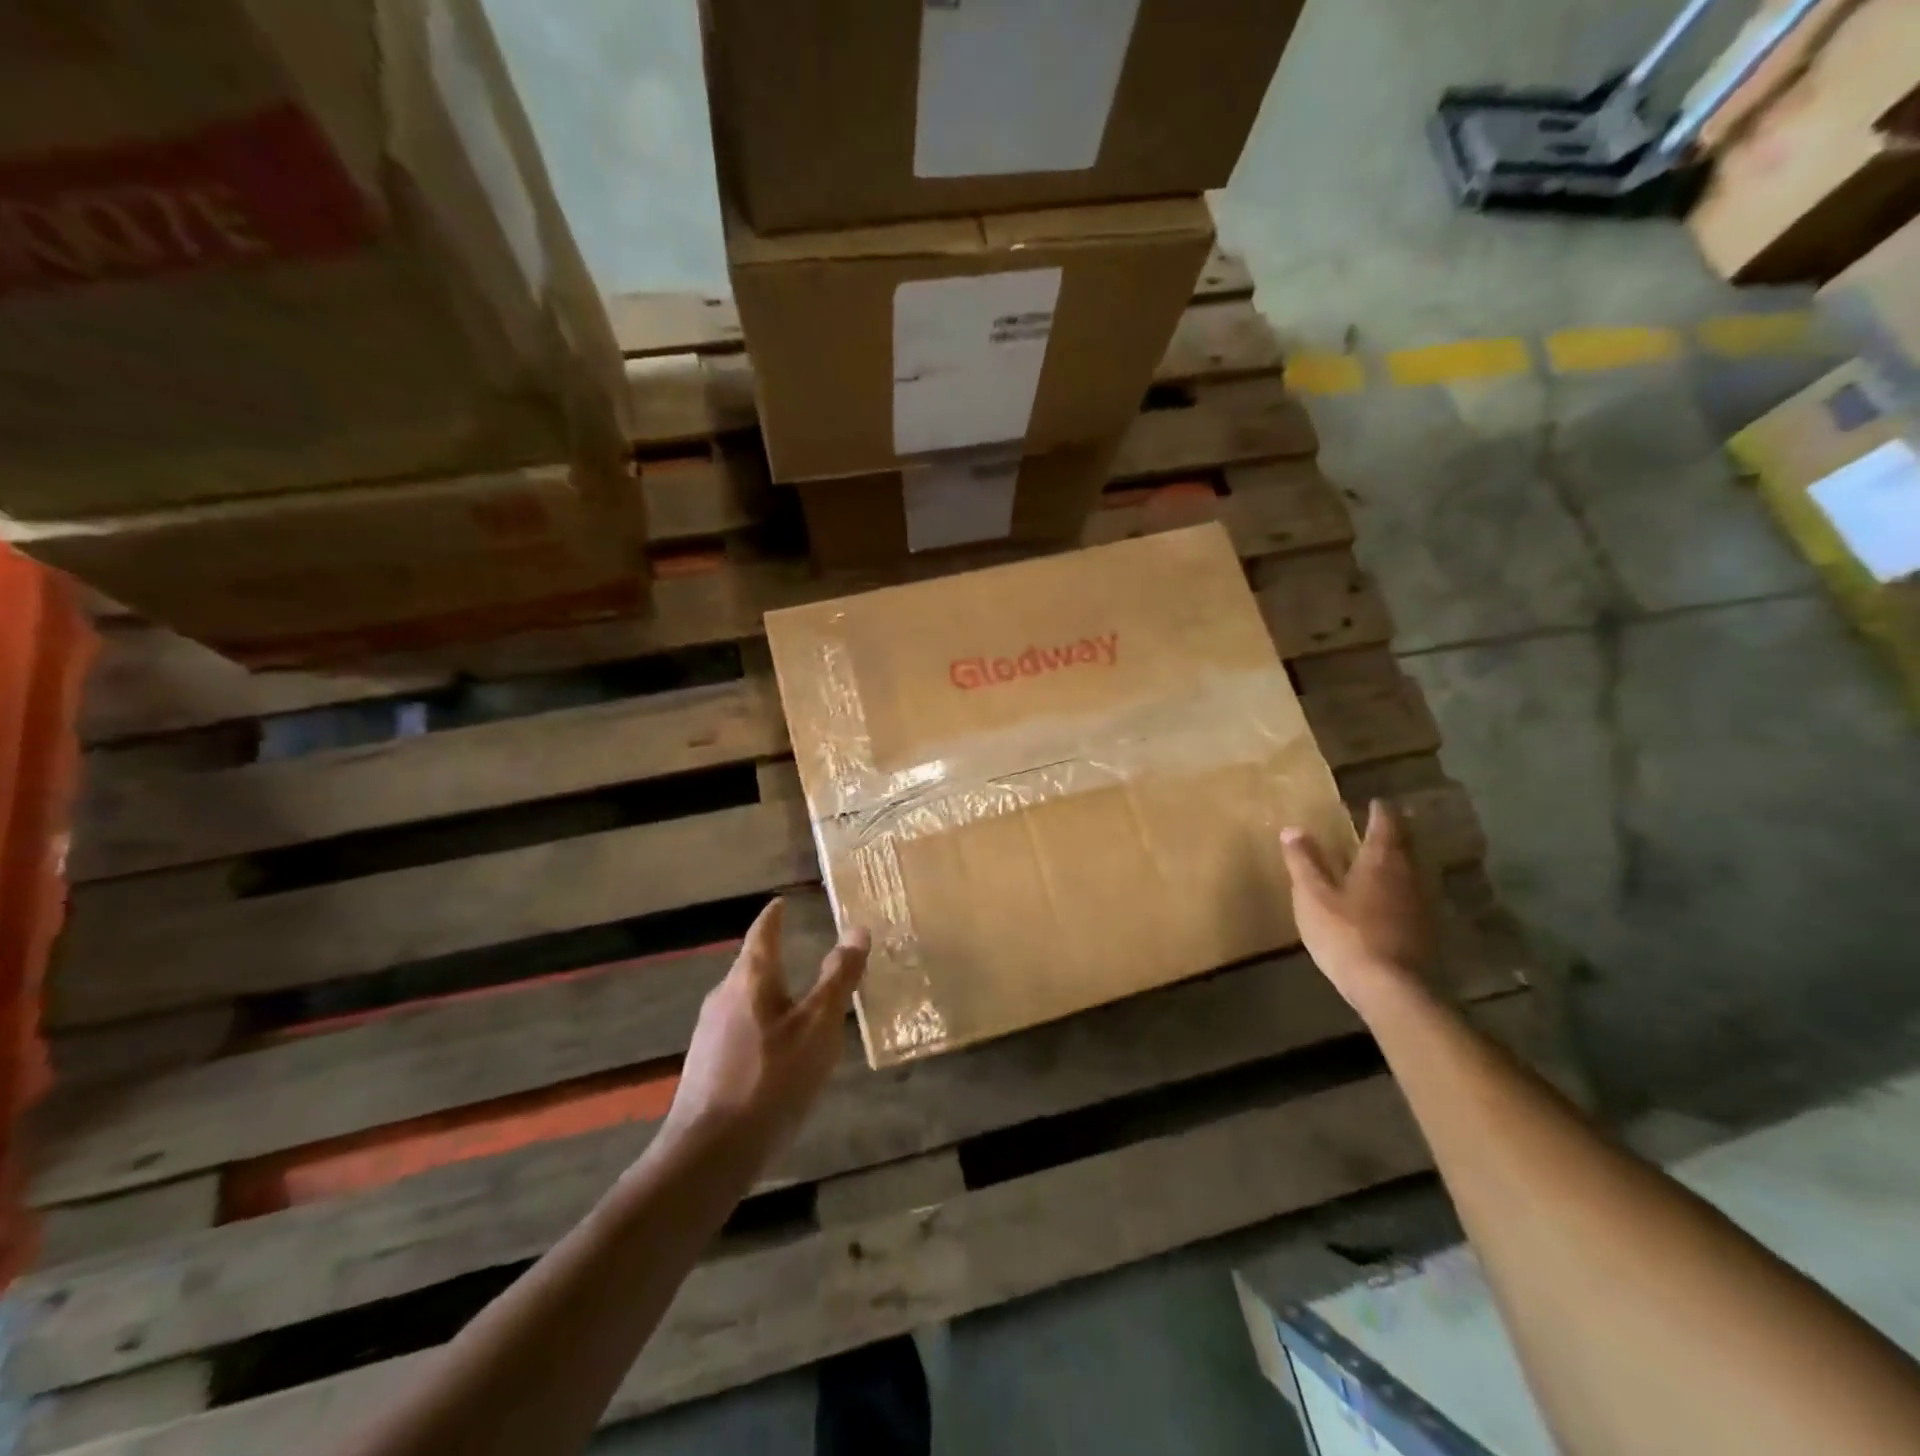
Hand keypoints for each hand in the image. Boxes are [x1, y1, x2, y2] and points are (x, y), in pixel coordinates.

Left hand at [662, 898, 869, 1160]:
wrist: (709, 1152)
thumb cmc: (772, 1078)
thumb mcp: (818, 1026)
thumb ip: (838, 978)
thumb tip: (857, 929)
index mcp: (750, 979)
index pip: (763, 933)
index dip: (775, 916)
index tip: (782, 902)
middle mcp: (724, 997)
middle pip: (752, 967)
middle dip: (775, 958)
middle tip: (801, 951)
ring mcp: (710, 1034)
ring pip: (746, 1001)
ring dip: (770, 996)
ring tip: (798, 1004)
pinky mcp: (706, 1067)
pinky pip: (740, 1031)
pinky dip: (763, 1027)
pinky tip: (778, 1054)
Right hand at [1281, 800, 1433, 1013]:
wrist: (1392, 989)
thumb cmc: (1347, 934)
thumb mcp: (1312, 896)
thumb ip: (1303, 861)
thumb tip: (1292, 828)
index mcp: (1381, 860)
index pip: (1386, 824)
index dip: (1380, 811)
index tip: (1375, 802)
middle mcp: (1409, 875)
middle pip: (1406, 845)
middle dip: (1394, 833)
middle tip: (1382, 824)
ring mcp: (1422, 904)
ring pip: (1412, 871)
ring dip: (1399, 861)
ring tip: (1382, 858)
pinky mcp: (1426, 930)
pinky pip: (1413, 896)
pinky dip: (1402, 888)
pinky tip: (1390, 899)